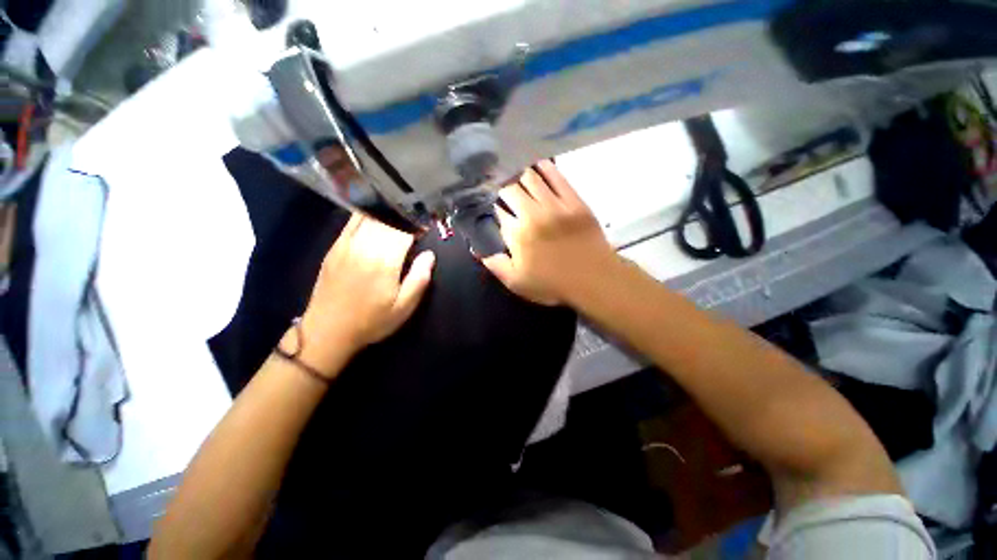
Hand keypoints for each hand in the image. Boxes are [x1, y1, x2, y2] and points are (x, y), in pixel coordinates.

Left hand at [295, 214, 434, 373]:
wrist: (327, 331)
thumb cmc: (371, 321)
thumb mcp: (403, 308)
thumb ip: (419, 279)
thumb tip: (429, 255)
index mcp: (384, 261)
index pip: (404, 230)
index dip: (417, 225)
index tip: (426, 226)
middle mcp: (364, 247)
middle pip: (387, 219)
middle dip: (404, 216)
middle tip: (416, 217)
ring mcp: (346, 244)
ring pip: (370, 216)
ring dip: (387, 212)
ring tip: (399, 213)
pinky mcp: (335, 247)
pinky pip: (352, 221)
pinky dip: (367, 214)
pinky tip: (376, 214)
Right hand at [482, 160, 617, 305]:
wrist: (594, 278)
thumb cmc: (554, 284)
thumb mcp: (518, 283)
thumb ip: (497, 266)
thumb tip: (478, 251)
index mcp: (517, 234)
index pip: (498, 211)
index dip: (495, 208)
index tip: (496, 208)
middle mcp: (532, 214)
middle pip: (510, 190)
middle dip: (504, 190)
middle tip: (506, 193)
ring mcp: (554, 204)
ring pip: (530, 178)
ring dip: (521, 176)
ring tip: (519, 179)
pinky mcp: (573, 200)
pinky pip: (557, 177)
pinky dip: (546, 169)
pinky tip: (540, 166)